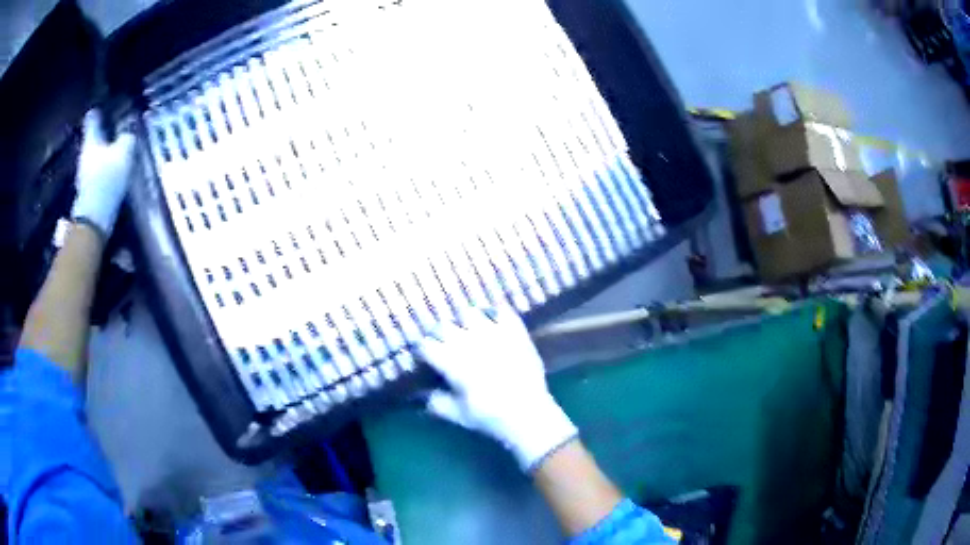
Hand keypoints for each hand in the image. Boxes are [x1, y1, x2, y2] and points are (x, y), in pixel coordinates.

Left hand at [71, 109, 136, 237]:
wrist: (94, 220)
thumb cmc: (106, 180)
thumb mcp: (123, 152)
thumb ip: (127, 138)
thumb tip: (129, 132)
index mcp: (91, 141)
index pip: (92, 120)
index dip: (97, 112)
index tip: (100, 107)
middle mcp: (85, 155)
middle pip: (93, 139)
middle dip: (101, 134)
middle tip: (112, 127)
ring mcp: (85, 175)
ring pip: (95, 156)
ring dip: (104, 153)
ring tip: (116, 150)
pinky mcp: (89, 192)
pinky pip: (98, 173)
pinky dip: (104, 170)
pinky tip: (113, 172)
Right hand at [416, 307, 577, 471]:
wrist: (529, 415)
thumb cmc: (490, 418)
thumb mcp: (457, 415)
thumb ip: (436, 402)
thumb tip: (421, 393)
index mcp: (452, 363)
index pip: (427, 345)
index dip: (424, 350)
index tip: (426, 356)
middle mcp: (470, 343)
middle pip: (444, 326)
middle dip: (440, 334)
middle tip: (443, 343)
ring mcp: (495, 334)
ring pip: (470, 313)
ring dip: (465, 321)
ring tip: (468, 330)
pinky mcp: (516, 333)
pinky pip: (502, 311)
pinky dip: (495, 313)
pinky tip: (492, 322)